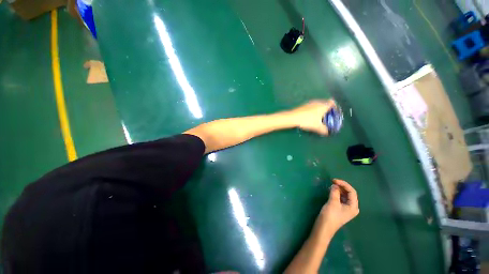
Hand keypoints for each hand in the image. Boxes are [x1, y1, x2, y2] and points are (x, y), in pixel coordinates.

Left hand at [289, 100, 335, 135]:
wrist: (293, 117)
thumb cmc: (307, 121)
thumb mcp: (317, 127)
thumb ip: (324, 130)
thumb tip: (327, 132)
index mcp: (323, 106)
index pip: (332, 102)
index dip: (334, 107)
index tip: (334, 112)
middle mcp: (317, 102)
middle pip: (325, 103)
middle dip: (327, 109)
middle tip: (327, 116)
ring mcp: (310, 103)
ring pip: (318, 105)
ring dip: (319, 110)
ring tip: (319, 117)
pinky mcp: (303, 105)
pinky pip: (311, 107)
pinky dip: (313, 110)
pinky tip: (310, 117)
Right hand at [316, 179, 358, 235]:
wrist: (324, 227)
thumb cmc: (330, 215)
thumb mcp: (333, 202)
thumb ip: (335, 192)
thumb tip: (335, 185)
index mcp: (353, 206)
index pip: (352, 192)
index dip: (344, 184)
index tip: (334, 180)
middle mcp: (352, 207)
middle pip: (349, 193)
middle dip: (341, 186)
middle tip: (332, 181)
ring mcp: (346, 208)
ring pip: (345, 195)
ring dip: (339, 189)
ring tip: (331, 185)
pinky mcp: (340, 208)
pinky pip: (340, 198)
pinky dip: (337, 193)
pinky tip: (331, 191)